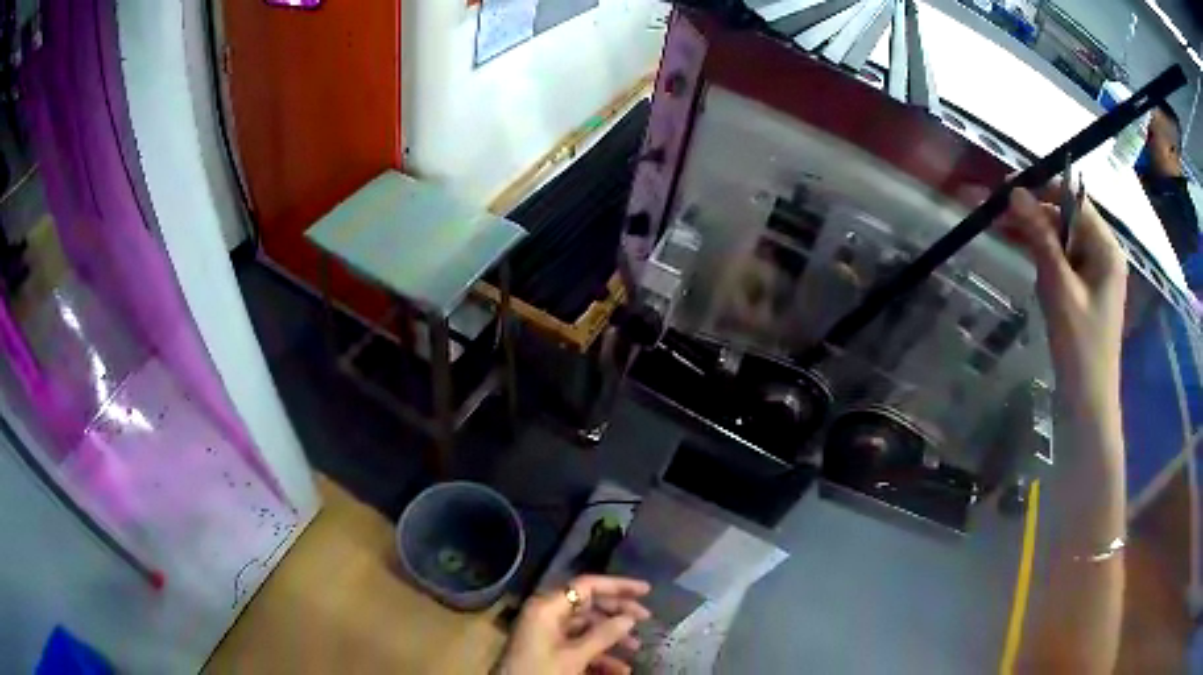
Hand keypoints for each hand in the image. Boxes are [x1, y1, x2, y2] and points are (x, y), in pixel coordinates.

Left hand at [494, 575, 651, 674]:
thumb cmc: (540, 671)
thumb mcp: (574, 656)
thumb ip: (603, 635)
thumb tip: (629, 617)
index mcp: (547, 607)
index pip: (587, 585)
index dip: (618, 585)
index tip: (646, 590)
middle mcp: (547, 614)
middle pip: (588, 605)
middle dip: (618, 614)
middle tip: (646, 619)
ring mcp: (547, 632)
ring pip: (586, 628)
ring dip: (612, 639)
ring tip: (636, 649)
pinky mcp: (548, 649)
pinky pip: (578, 645)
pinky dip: (598, 655)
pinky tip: (619, 669)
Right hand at [995, 182, 1126, 436]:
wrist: (1087, 403)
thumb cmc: (1080, 347)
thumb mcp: (1059, 288)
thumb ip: (1041, 237)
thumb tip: (1016, 192)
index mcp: (1106, 249)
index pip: (1075, 201)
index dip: (1043, 189)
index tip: (1008, 187)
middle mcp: (1104, 254)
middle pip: (1068, 218)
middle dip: (1035, 213)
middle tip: (999, 213)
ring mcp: (1095, 273)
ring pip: (1063, 239)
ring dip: (1036, 234)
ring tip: (1003, 230)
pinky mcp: (1086, 291)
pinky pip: (1063, 261)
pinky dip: (1043, 256)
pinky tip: (1024, 255)